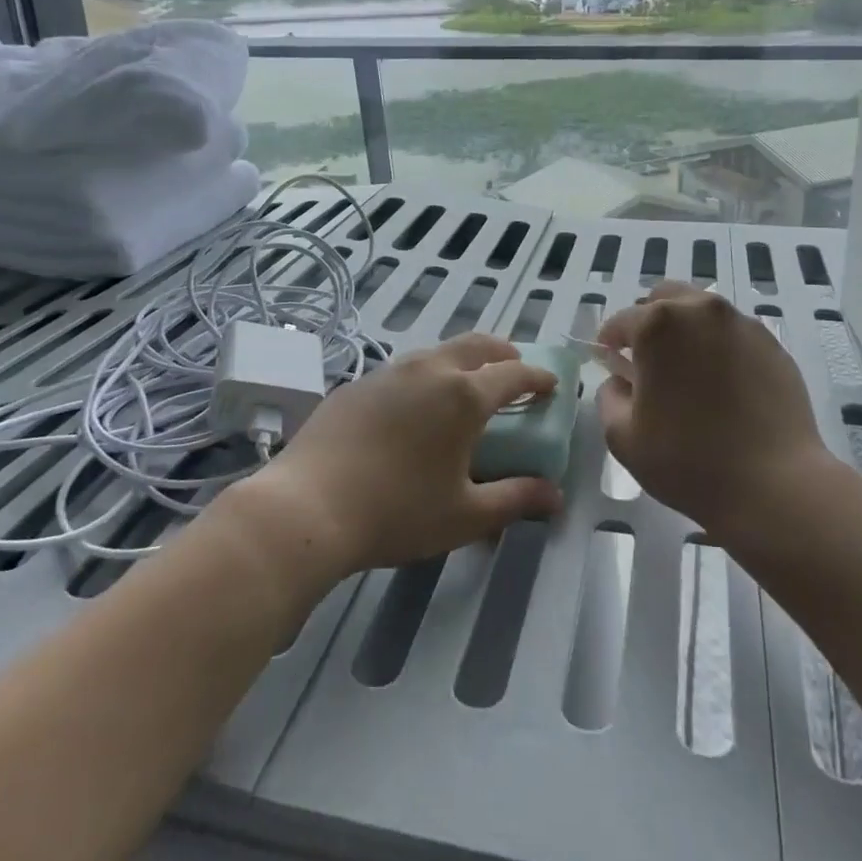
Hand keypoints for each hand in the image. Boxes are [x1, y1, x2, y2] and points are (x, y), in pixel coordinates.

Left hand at [238, 333, 563, 573]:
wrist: (307, 506)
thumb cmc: (397, 513)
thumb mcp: (464, 515)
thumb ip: (514, 500)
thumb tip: (554, 495)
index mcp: (464, 395)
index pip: (514, 372)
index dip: (537, 377)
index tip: (551, 385)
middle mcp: (430, 370)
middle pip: (477, 345)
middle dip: (503, 353)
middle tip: (514, 371)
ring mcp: (389, 371)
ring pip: (437, 352)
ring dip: (462, 362)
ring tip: (465, 388)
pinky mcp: (358, 383)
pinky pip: (403, 370)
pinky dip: (425, 378)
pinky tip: (413, 409)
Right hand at [596, 281, 828, 539]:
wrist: (775, 485)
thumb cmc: (688, 461)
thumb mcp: (623, 437)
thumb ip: (609, 397)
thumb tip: (621, 381)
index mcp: (658, 325)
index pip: (622, 320)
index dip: (610, 340)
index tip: (609, 359)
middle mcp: (701, 311)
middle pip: (665, 298)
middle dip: (649, 321)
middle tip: (647, 359)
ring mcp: (741, 325)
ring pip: (703, 312)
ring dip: (686, 330)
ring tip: (688, 371)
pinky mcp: (772, 345)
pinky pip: (734, 334)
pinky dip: (719, 347)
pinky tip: (723, 384)